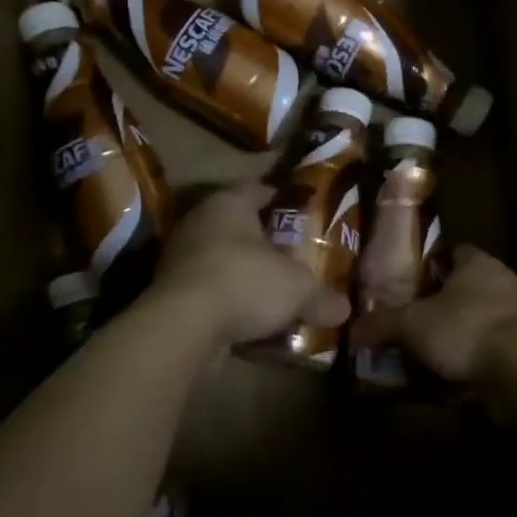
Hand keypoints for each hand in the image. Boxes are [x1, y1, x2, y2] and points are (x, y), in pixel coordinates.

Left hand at [150, 183, 350, 347]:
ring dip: (246, 274)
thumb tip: (345, 309)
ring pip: (223, 260)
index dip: (283, 199)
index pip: (259, 189)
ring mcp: (181, 258)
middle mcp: (200, 222)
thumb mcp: (298, 288)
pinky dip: (229, 301)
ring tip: (277, 290)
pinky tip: (253, 319)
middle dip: (266, 241)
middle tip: (295, 254)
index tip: (304, 212)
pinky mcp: (171, 293)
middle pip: (240, 226)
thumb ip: (322, 296)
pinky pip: (210, 290)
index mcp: (229, 203)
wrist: (183, 326)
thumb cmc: (245, 282)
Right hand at [351, 245, 516, 382]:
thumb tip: (352, 328)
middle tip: (412, 320)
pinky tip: (450, 377)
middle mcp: (502, 282)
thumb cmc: (466, 328)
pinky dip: (472, 360)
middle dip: (441, 303)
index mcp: (477, 263)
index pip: (453, 252)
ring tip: (426, 352)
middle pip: (466, 287)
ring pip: (478, 320)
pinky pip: (490, 349)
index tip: (408, 282)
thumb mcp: (413, 324)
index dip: (430, 264)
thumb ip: (382, 323)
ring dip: (456, 334)